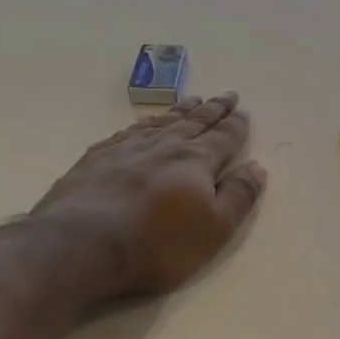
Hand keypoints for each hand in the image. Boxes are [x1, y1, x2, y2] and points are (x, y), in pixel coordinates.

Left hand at [29, 92, 266, 303]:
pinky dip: (144, 124)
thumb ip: (239, 196)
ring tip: (192, 100)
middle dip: (213, 109)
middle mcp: (165, 147)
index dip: (236, 126)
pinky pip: (128, 132)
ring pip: (162, 123)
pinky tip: (145, 123)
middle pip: (194, 122)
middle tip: (226, 94)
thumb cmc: (159, 243)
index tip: (243, 111)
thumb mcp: (216, 228)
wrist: (83, 244)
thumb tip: (257, 167)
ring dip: (180, 111)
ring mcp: (127, 149)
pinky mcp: (97, 158)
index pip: (223, 138)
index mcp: (197, 162)